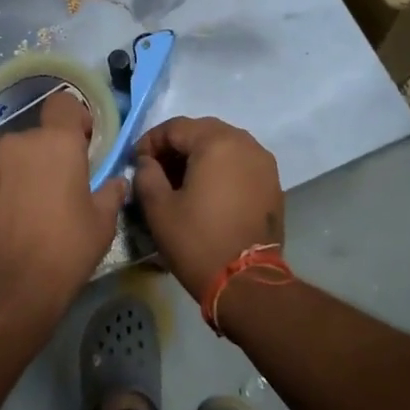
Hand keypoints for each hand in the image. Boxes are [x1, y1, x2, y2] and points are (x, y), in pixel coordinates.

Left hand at [0, 90, 127, 311]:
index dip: (74, 119)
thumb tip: (116, 182)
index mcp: (57, 143)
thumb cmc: (66, 251)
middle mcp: (19, 142)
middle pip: (36, 136)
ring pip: (10, 156)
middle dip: (47, 155)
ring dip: (20, 171)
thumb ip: (110, 192)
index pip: (64, 103)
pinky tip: (1, 218)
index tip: (81, 144)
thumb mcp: (102, 224)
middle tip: (56, 189)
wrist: (10, 289)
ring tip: (25, 207)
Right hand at [133, 117, 283, 296]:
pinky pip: (241, 164)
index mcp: (216, 142)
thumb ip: (146, 174)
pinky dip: (221, 169)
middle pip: (202, 132)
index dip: (150, 141)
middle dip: (176, 146)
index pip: (176, 127)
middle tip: (156, 169)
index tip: (136, 161)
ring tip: (180, 181)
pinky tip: (206, 192)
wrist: (246, 282)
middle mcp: (245, 144)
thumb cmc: (197, 241)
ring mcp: (264, 163)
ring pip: (224, 146)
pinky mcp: (273, 184)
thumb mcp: (158, 208)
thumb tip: (147, 162)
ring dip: (199, 156)